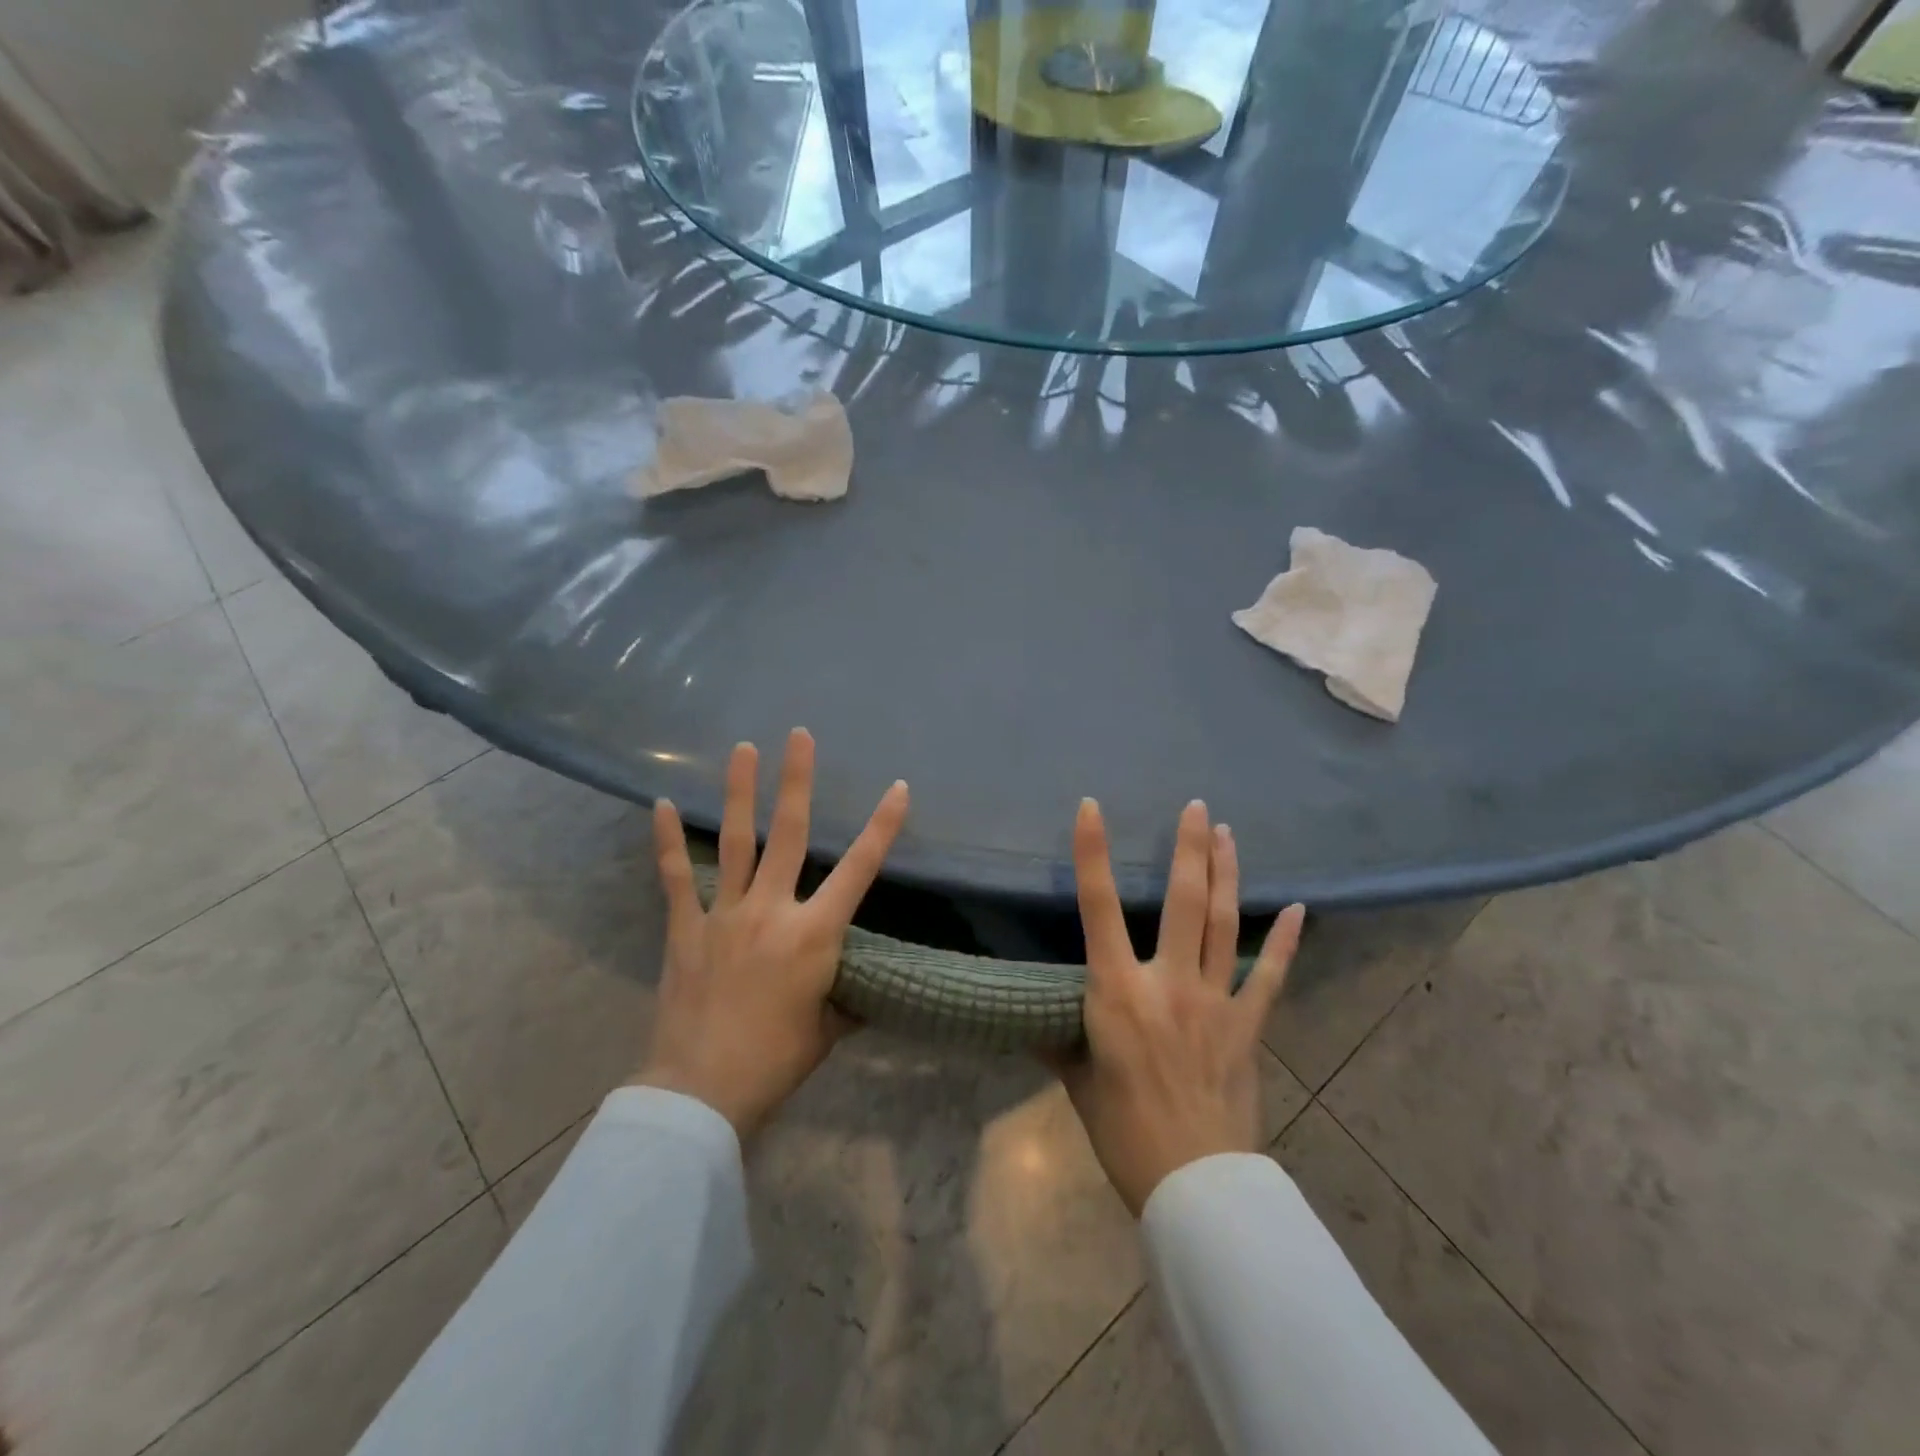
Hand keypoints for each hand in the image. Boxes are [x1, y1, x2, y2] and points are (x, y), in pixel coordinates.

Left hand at [633, 729, 908, 1141]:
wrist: (703, 1090)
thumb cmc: (777, 1060)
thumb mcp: (828, 1028)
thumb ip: (844, 996)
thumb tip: (860, 989)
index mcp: (815, 934)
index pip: (859, 870)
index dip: (881, 827)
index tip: (897, 788)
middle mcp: (772, 910)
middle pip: (789, 833)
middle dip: (797, 781)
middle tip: (798, 735)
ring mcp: (725, 914)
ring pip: (735, 840)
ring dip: (740, 791)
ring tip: (742, 748)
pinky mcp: (686, 927)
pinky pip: (676, 876)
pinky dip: (667, 840)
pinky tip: (661, 805)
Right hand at [1054, 798, 1304, 1216]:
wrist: (1194, 1185)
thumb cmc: (1122, 1131)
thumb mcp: (1077, 1080)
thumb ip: (1058, 1040)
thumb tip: (1030, 1023)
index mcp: (1117, 991)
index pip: (1098, 907)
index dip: (1093, 853)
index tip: (1092, 807)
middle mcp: (1168, 982)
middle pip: (1183, 901)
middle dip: (1190, 848)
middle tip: (1197, 806)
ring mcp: (1215, 1001)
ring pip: (1225, 924)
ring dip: (1227, 874)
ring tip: (1230, 834)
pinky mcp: (1248, 1026)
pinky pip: (1270, 976)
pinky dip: (1286, 941)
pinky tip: (1299, 908)